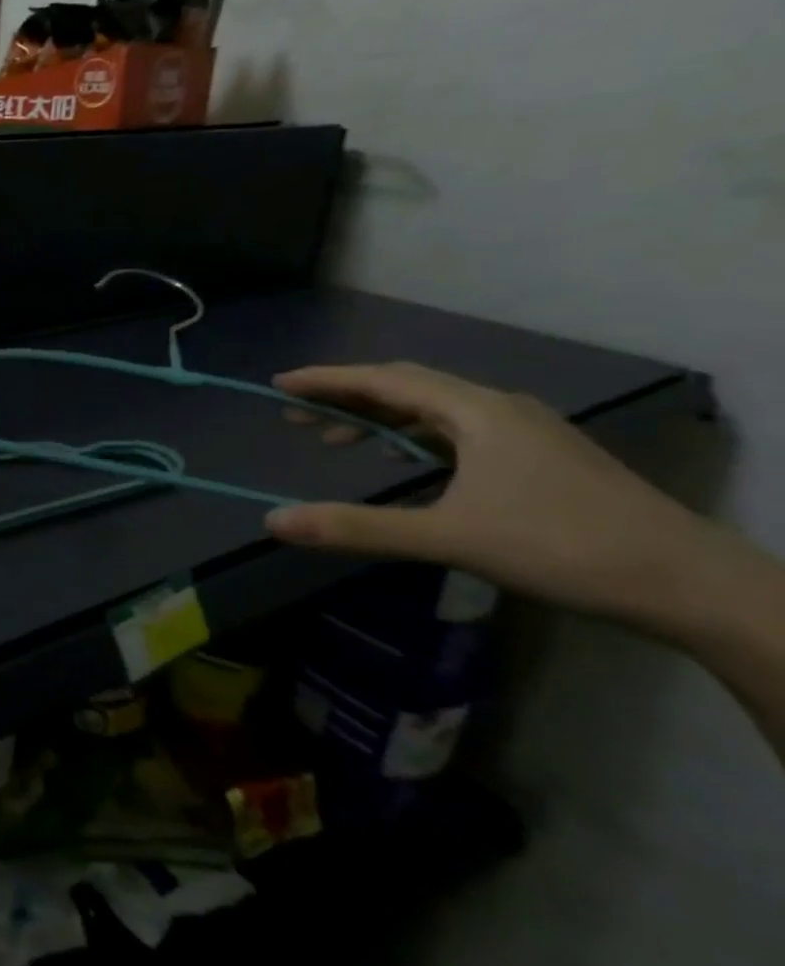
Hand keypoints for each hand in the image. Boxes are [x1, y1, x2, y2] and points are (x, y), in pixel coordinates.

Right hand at [264, 362, 723, 625]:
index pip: (384, 381)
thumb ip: (357, 527)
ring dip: (380, 419)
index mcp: (476, 412)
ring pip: (434, 410)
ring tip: (337, 440)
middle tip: (298, 415)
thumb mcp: (447, 537)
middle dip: (348, 398)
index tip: (280, 384)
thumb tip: (274, 521)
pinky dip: (415, 437)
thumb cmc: (561, 548)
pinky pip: (458, 431)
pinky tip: (407, 462)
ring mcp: (525, 432)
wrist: (691, 584)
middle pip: (407, 388)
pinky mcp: (540, 457)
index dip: (327, 380)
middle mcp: (499, 408)